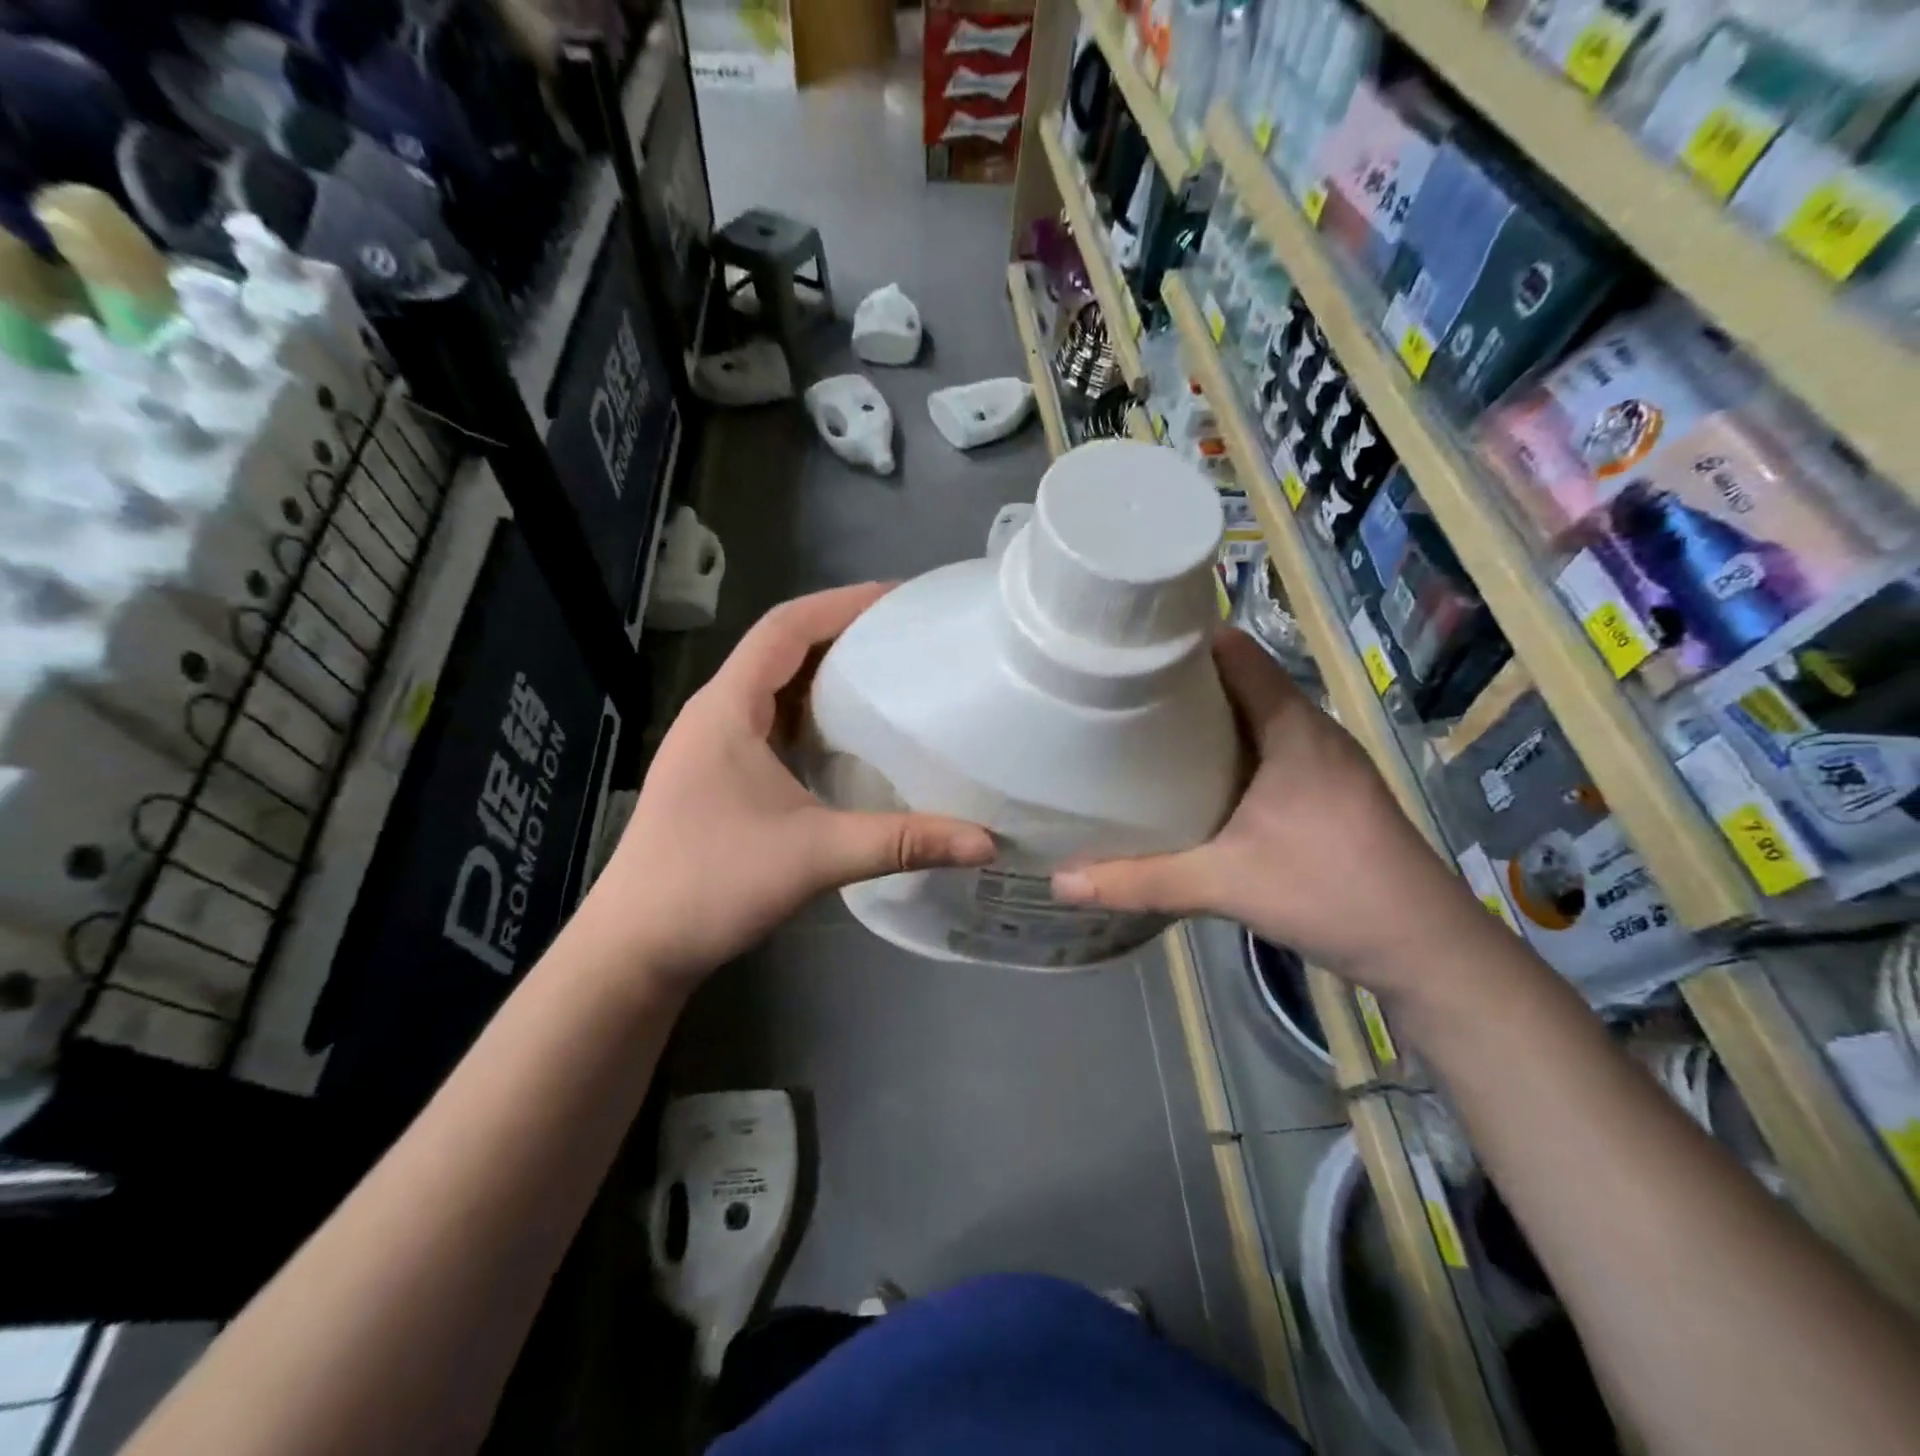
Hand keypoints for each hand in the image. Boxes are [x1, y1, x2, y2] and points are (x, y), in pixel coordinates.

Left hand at [585, 584, 995, 981]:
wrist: (634, 949)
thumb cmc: (711, 885)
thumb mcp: (816, 856)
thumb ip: (902, 842)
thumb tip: (984, 842)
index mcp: (727, 708)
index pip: (785, 627)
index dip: (841, 603)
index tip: (899, 600)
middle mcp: (715, 714)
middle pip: (781, 649)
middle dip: (841, 634)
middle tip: (906, 637)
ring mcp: (711, 747)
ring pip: (774, 688)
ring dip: (825, 675)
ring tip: (887, 677)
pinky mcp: (716, 777)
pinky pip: (770, 724)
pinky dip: (810, 716)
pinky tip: (847, 739)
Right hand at [1052, 628, 1486, 990]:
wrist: (1426, 950)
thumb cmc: (1331, 892)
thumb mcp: (1225, 885)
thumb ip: (1141, 881)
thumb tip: (1061, 880)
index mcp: (1290, 727)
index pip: (1235, 651)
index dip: (1182, 640)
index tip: (1125, 646)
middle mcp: (1309, 731)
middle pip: (1238, 681)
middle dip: (1179, 682)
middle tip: (1114, 691)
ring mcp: (1323, 762)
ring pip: (1252, 717)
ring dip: (1202, 718)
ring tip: (1139, 730)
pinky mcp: (1326, 792)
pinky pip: (1265, 748)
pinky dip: (1225, 750)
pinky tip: (1190, 781)